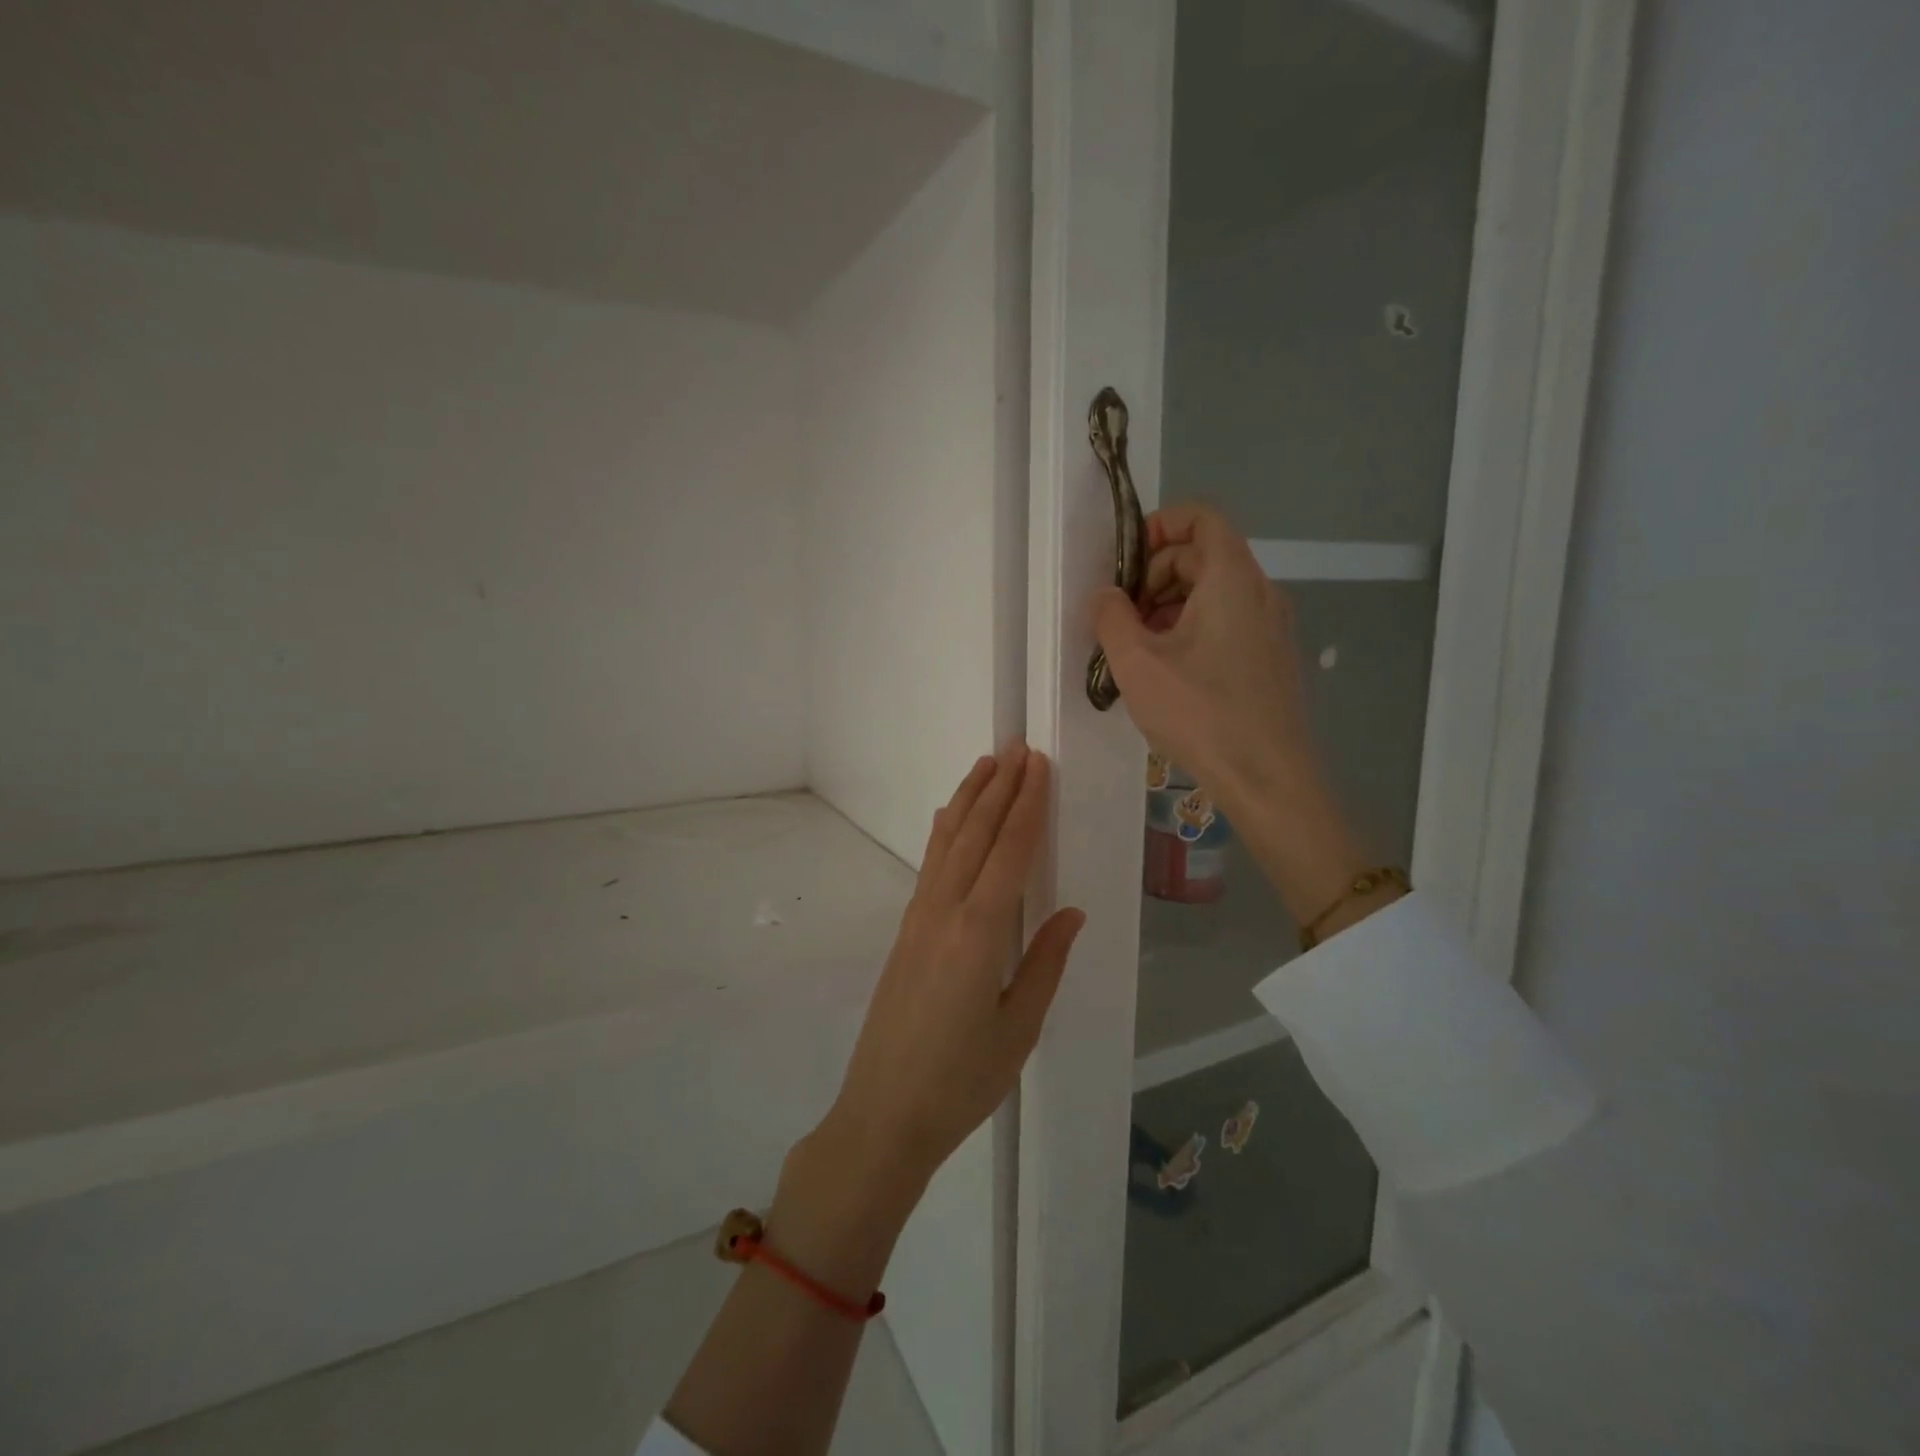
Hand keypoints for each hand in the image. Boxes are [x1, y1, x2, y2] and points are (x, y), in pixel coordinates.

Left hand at [811, 744, 1084, 1204]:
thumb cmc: (961, 1082)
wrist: (882, 1115)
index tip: (1038, 765)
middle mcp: (944, 912)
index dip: (1027, 805)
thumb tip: (1070, 911)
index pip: (1009, 852)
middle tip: (1017, 747)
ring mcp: (918, 919)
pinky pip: (930, 865)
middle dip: (998, 788)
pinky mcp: (905, 932)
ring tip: (985, 765)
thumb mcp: (1018, 1029)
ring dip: (968, 800)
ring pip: (946, 843)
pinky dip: (944, 832)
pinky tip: (947, 818)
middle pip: (975, 835)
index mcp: (979, 933)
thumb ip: (1044, 962)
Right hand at [1093, 504, 1370, 922]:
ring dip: (1169, 606)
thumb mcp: (1138, 664)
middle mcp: (1260, 592)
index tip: (1124, 563)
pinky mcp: (1271, 658)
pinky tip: (1168, 672)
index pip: (1201, 517)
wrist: (1268, 778)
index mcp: (1232, 579)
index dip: (1159, 526)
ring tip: (1138, 649)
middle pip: (1204, 555)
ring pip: (1214, 592)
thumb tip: (1105, 595)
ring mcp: (1272, 627)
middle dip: (1155, 575)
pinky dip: (1192, 629)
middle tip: (1122, 617)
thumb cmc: (1200, 714)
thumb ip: (1112, 617)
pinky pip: (1228, 622)